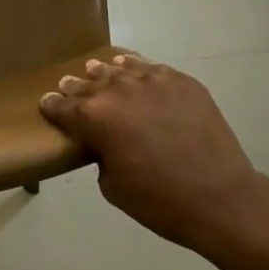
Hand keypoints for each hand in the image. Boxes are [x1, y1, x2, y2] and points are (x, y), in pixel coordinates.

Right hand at [39, 53, 262, 254]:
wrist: (221, 198)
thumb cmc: (160, 201)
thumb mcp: (113, 187)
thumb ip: (101, 155)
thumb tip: (106, 142)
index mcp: (94, 118)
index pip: (62, 107)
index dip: (52, 106)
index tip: (46, 103)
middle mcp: (118, 90)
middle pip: (88, 83)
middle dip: (76, 87)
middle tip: (69, 86)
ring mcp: (152, 81)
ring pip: (119, 68)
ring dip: (106, 73)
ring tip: (99, 71)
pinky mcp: (182, 81)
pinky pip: (152, 68)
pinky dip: (139, 70)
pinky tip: (136, 72)